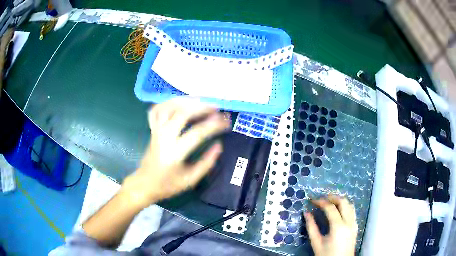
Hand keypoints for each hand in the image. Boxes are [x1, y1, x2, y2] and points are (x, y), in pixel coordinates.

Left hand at [122, 97, 229, 206]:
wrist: (145, 184)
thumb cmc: (168, 185)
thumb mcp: (190, 180)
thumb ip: (206, 163)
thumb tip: (219, 145)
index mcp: (174, 152)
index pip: (197, 133)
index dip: (214, 125)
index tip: (227, 123)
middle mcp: (164, 137)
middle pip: (182, 113)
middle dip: (201, 108)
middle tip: (216, 108)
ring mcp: (156, 131)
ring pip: (168, 107)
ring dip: (185, 101)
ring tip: (200, 101)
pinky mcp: (152, 130)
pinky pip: (157, 110)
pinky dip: (167, 102)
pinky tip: (179, 102)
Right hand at [304, 195, 357, 255]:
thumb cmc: (326, 255)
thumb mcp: (316, 243)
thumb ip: (311, 227)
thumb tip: (306, 213)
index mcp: (338, 227)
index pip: (330, 208)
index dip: (321, 202)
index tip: (312, 200)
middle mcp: (349, 222)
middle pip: (343, 202)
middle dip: (332, 197)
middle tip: (322, 198)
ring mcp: (354, 223)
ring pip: (350, 204)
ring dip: (340, 200)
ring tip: (329, 202)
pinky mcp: (355, 226)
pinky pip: (352, 211)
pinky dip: (345, 206)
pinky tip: (338, 210)